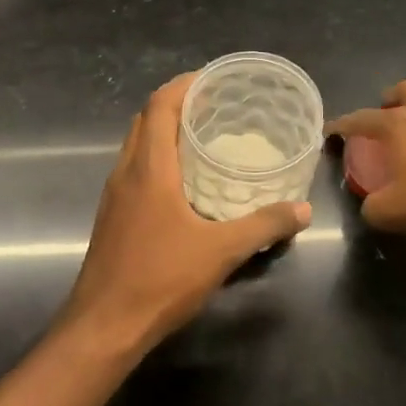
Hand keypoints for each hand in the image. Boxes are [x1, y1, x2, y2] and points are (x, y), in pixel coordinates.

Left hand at [62, 73, 311, 354]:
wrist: (103, 327)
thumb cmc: (160, 279)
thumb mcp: (221, 251)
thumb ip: (264, 226)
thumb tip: (302, 210)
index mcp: (149, 169)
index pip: (159, 106)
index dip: (184, 85)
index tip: (214, 79)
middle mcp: (126, 173)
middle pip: (146, 120)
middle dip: (177, 103)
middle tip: (215, 105)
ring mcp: (115, 196)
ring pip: (137, 145)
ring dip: (165, 131)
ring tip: (205, 136)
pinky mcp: (113, 217)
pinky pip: (135, 170)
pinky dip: (159, 159)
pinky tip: (185, 181)